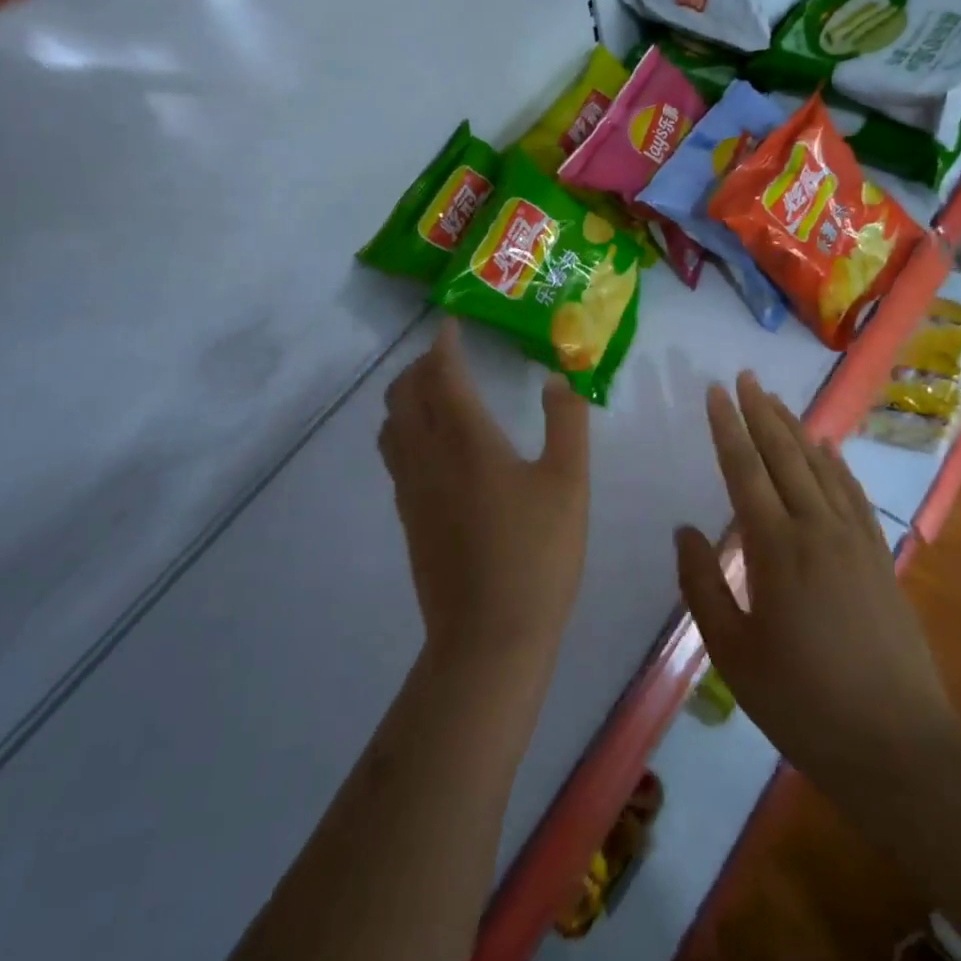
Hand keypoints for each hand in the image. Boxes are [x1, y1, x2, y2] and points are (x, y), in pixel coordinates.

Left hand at [380, 319, 590, 666]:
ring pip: (391, 425)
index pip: (441, 374)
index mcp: (467, 440)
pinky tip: (433, 445)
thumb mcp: (569, 483)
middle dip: (419, 366)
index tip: (450, 324)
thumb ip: (566, 423)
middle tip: (447, 356)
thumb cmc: (537, 555)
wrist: (489, 635)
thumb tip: (558, 378)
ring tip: (434, 392)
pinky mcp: (408, 516)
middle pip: (404, 394)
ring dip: (405, 396)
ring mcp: (411, 488)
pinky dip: (404, 429)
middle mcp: (428, 455)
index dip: (443, 344)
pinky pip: (394, 454)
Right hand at [676, 373, 954, 788]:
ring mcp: (855, 539)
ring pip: (820, 467)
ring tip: (777, 400)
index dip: (727, 427)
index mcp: (777, 548)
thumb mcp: (733, 653)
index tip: (715, 391)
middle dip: (761, 412)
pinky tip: (827, 449)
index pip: (745, 469)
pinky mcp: (880, 556)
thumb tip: (685, 531)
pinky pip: (853, 494)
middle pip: (784, 455)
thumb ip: (703, 585)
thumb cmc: (803, 703)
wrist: (899, 746)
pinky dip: (836, 464)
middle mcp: (817, 529)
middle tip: (745, 378)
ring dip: (796, 430)